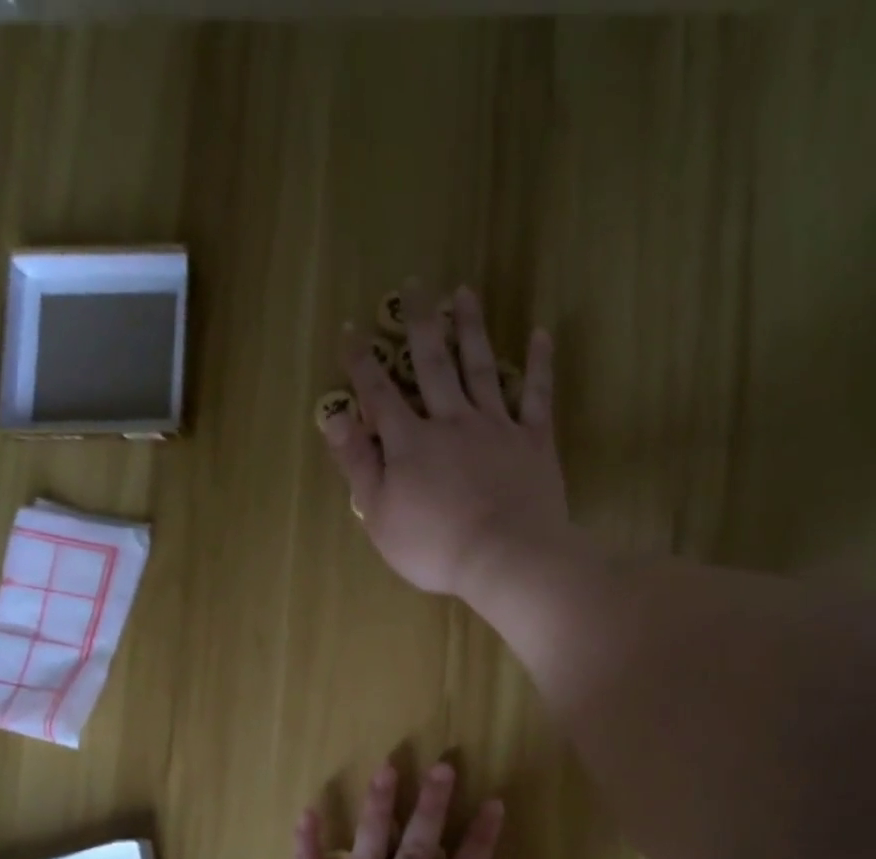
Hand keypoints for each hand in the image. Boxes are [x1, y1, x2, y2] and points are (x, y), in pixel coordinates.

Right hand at [321, 282, 569, 597]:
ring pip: (480, 367)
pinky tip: (541, 334)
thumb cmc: (435, 547)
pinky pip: (537, 396)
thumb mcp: (380, 515)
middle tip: (416, 283)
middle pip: (432, 364)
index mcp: (410, 443)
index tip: (351, 330)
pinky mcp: (533, 442)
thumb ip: (358, 465)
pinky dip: (539, 364)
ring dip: (471, 328)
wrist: (505, 557)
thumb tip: (333, 419)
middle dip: (420, 323)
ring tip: (464, 293)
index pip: (379, 394)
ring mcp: (496, 427)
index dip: (361, 363)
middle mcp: (451, 422)